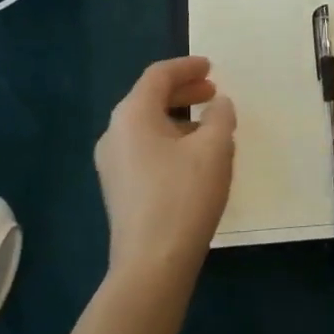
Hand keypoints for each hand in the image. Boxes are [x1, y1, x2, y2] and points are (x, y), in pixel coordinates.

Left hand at [94, 56, 235, 279]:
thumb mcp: (214, 149)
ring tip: (211, 127)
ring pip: (148, 125)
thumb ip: (220, 116)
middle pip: (150, 98)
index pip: (158, 76)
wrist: (151, 266)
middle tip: (213, 92)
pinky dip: (170, 140)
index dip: (187, 67)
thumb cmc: (183, 197)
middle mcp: (114, 133)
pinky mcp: (119, 189)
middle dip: (184, 92)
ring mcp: (112, 164)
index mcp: (132, 115)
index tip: (211, 67)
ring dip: (179, 118)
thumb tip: (218, 104)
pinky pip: (145, 148)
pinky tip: (194, 158)